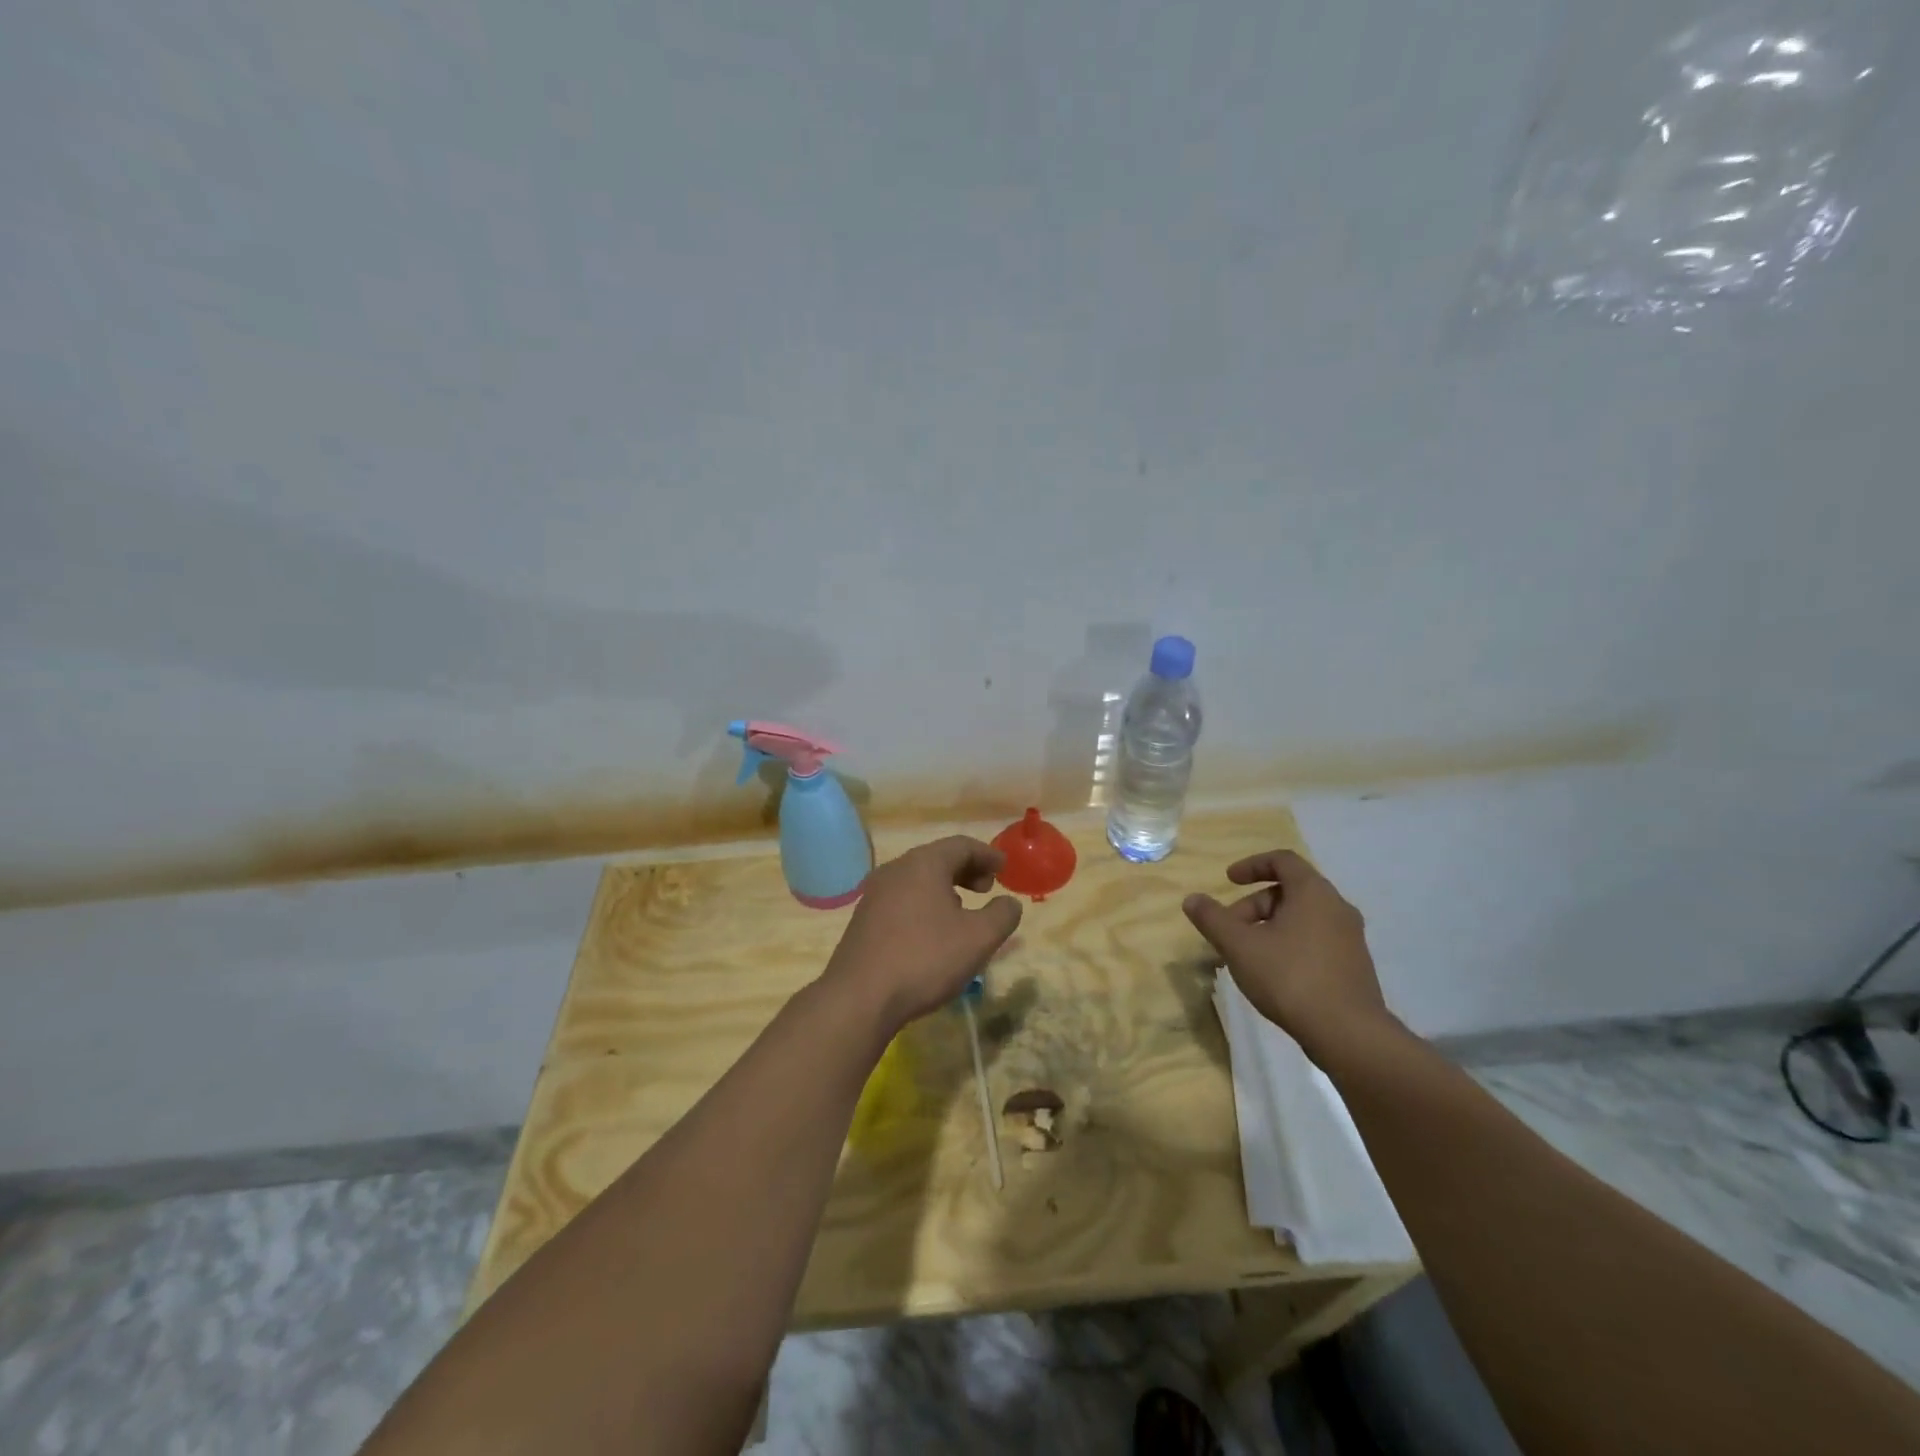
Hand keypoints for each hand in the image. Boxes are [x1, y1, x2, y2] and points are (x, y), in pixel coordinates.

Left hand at [823, 836, 1023, 1033]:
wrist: (860, 997)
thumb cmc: (925, 958)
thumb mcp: (978, 938)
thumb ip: (1002, 915)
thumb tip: (1009, 903)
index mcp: (924, 863)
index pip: (962, 845)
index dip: (987, 855)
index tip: (1005, 869)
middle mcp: (896, 869)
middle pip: (937, 858)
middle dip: (966, 870)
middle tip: (987, 889)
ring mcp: (875, 893)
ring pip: (918, 878)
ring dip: (945, 887)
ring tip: (963, 910)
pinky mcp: (864, 917)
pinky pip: (902, 897)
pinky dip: (924, 902)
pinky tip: (932, 930)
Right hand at [1183, 849, 1394, 1064]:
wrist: (1348, 1034)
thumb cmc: (1290, 977)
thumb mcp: (1239, 946)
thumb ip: (1213, 919)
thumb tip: (1192, 899)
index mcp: (1313, 893)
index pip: (1282, 860)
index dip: (1252, 865)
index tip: (1228, 880)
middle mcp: (1337, 908)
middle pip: (1290, 891)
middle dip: (1254, 905)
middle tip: (1230, 930)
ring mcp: (1350, 938)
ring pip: (1303, 918)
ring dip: (1270, 927)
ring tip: (1247, 955)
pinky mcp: (1354, 966)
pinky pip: (1316, 940)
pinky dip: (1290, 944)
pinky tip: (1274, 974)